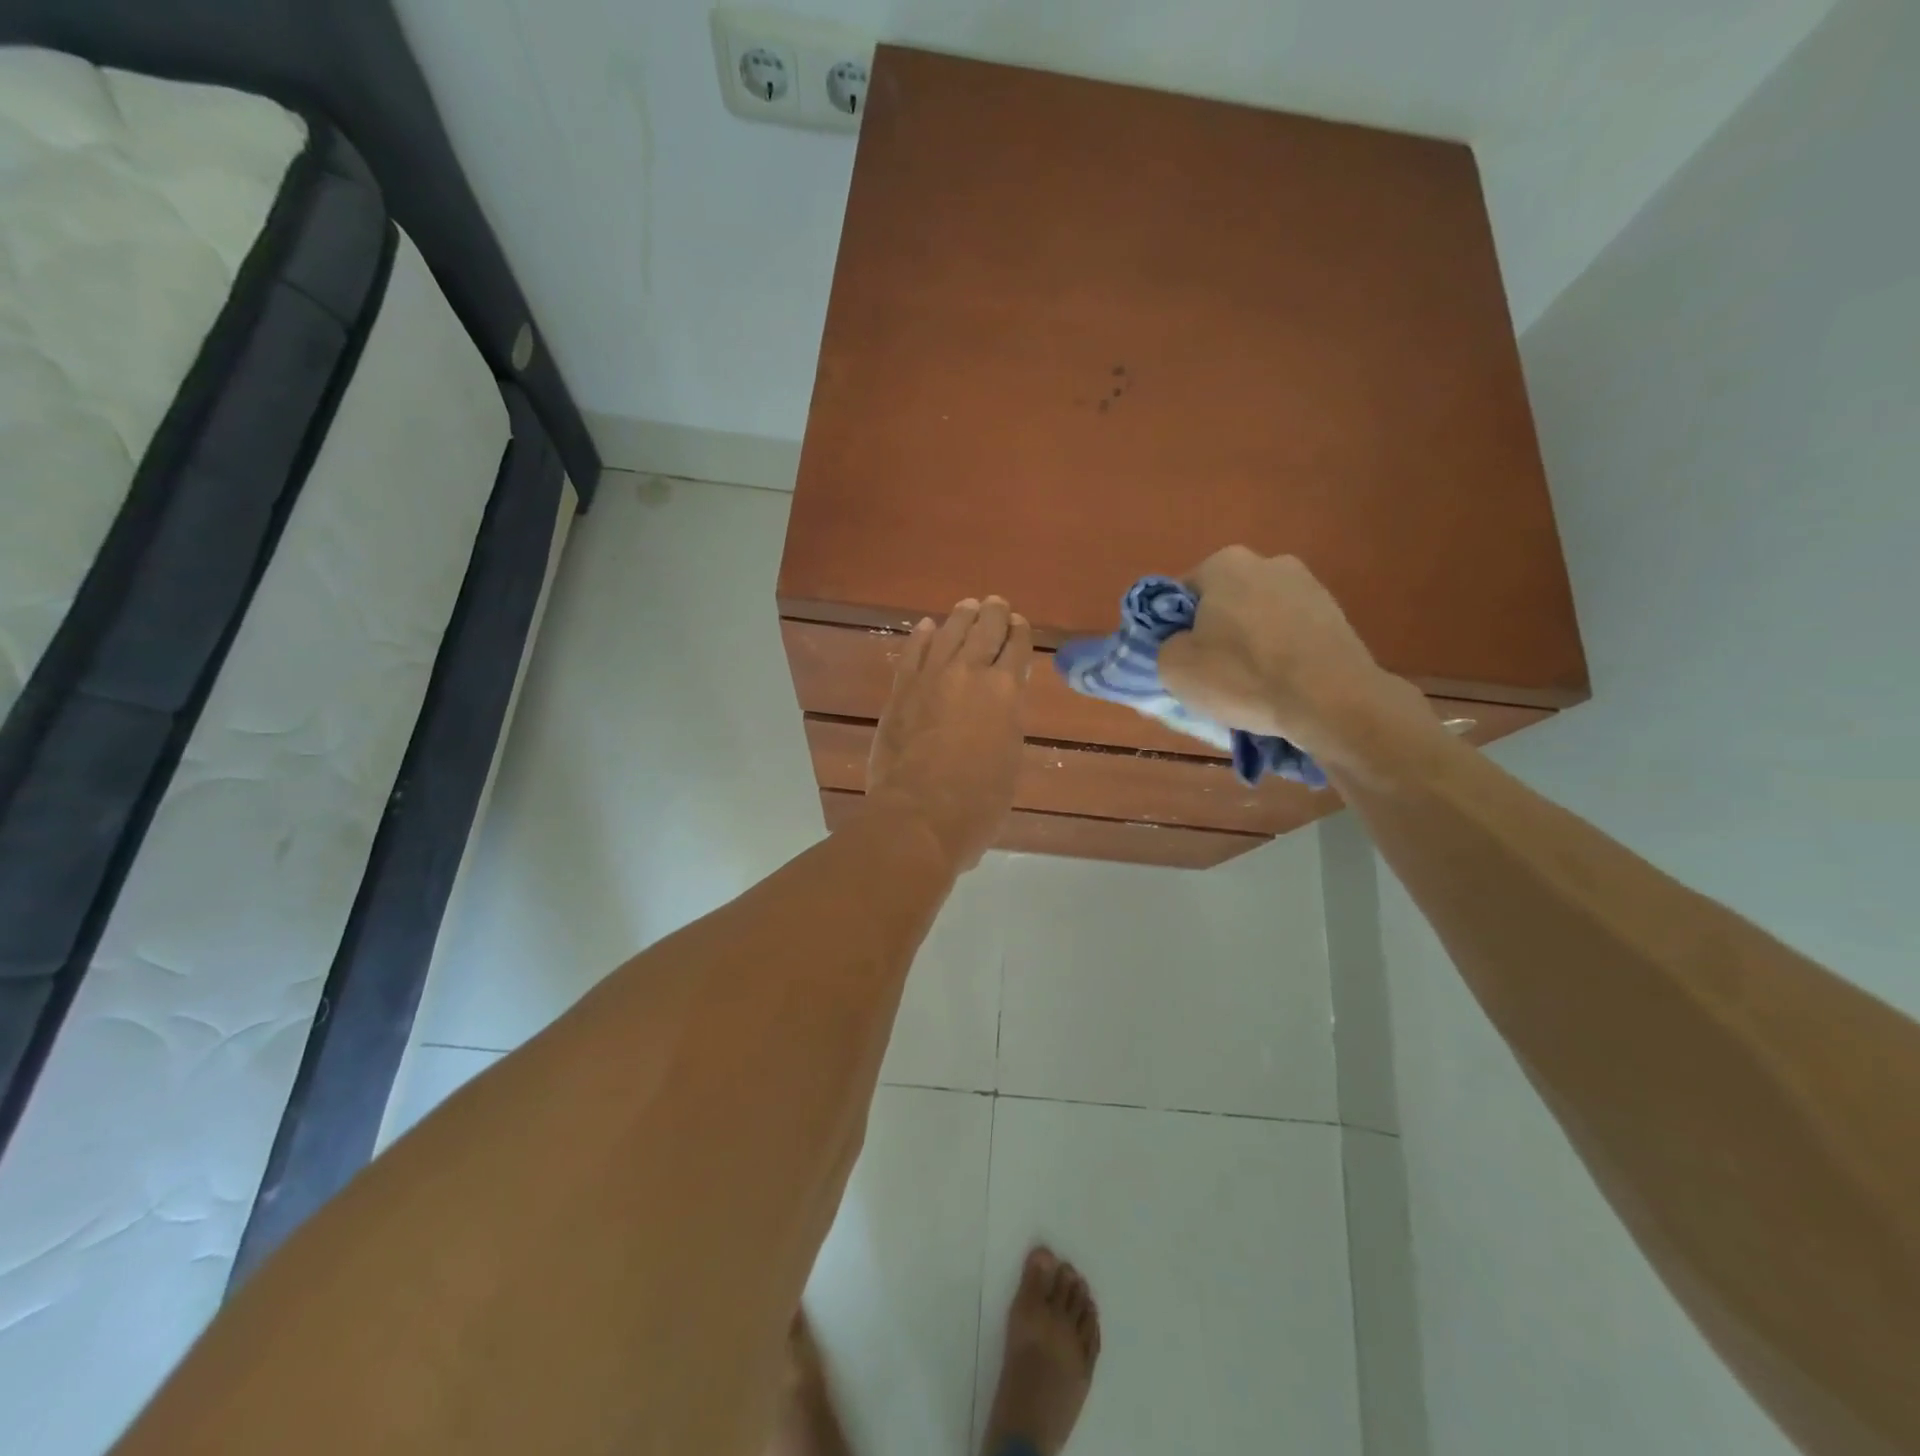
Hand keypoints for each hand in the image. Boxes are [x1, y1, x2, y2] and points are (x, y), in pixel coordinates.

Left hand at [867, 597, 1031, 871]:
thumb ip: (1007, 723)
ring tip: (968, 605)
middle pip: (984, 631)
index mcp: (1005, 692)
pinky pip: (913, 652)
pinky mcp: (901, 690)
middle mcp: (970, 673)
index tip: (1020, 623)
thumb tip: (1001, 706)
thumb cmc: (978, 802)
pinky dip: (922, 636)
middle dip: (994, 614)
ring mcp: (931, 678)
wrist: (920, 813)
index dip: (1020, 633)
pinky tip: (928, 627)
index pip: (1017, 649)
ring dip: (961, 617)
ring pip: (949, 633)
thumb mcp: (1009, 761)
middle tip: (996, 604)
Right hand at [1158, 547, 1425, 761]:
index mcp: (1225, 563)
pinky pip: (1290, 634)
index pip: (1181, 593)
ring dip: (1250, 644)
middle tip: (1211, 674)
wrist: (1332, 703)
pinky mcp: (1337, 615)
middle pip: (1223, 602)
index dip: (1173, 629)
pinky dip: (1281, 654)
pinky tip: (1281, 685)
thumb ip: (1164, 646)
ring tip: (1250, 685)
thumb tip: (1182, 644)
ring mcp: (1310, 586)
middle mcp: (1270, 562)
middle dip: (1215, 632)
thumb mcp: (1174, 668)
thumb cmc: (1243, 677)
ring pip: (1259, 618)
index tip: (1180, 659)